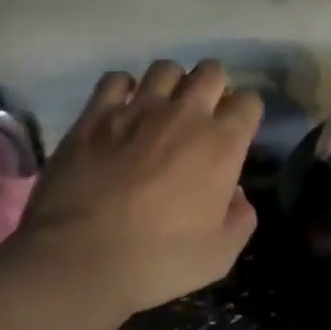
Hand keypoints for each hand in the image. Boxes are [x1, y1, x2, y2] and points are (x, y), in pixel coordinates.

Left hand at [17, 60, 262, 316]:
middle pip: (211, 71)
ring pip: (165, 68)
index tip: (235, 133)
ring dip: (171, 84)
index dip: (244, 114)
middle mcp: (184, 115)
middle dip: (213, 87)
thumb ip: (240, 218)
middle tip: (202, 116)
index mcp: (221, 145)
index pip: (248, 102)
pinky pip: (116, 78)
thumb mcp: (219, 255)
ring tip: (162, 109)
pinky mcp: (95, 113)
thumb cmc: (158, 261)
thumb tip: (236, 193)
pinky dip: (124, 89)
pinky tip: (121, 111)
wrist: (81, 257)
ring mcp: (137, 109)